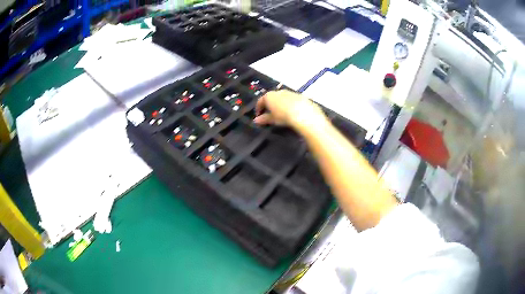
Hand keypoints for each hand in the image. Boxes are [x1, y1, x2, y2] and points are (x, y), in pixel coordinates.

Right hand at [253, 90, 326, 128]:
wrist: (303, 113)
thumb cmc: (283, 116)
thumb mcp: (272, 119)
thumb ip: (263, 119)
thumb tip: (256, 120)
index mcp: (268, 96)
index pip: (260, 101)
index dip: (258, 109)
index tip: (258, 116)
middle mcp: (277, 91)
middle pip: (270, 98)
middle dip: (269, 105)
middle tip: (269, 114)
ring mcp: (288, 92)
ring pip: (280, 98)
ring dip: (279, 104)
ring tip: (280, 113)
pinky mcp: (298, 95)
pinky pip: (290, 99)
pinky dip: (288, 104)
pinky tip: (290, 111)